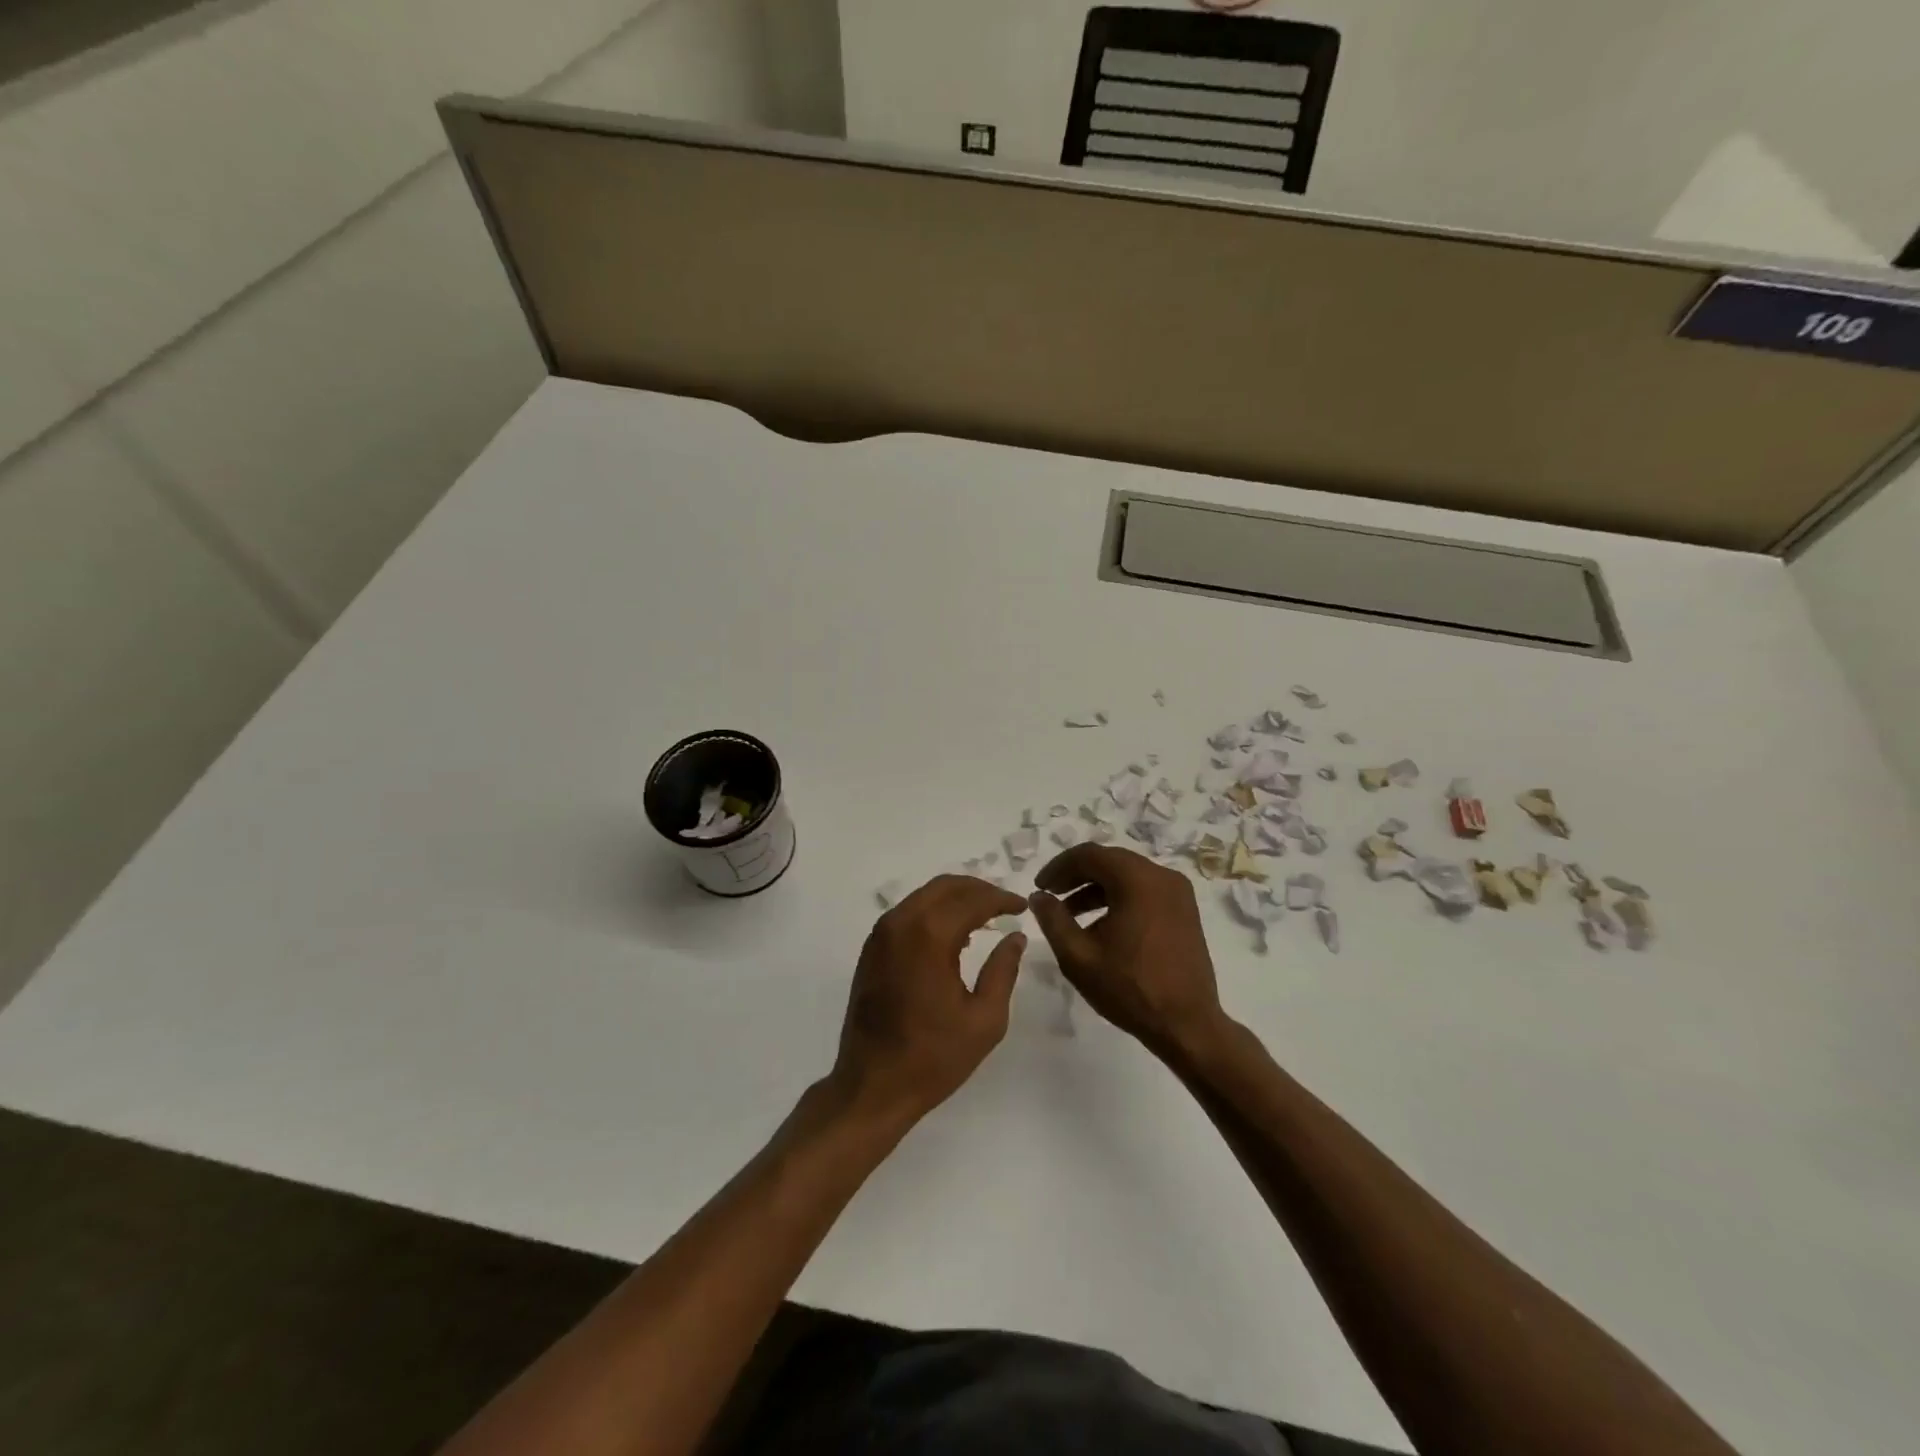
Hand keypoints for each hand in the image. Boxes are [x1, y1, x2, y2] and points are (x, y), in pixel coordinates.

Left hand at [832, 875, 1027, 1124]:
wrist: (872, 1086)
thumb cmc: (933, 1057)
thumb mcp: (984, 1019)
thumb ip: (1003, 970)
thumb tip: (1015, 936)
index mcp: (929, 936)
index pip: (972, 900)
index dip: (1001, 899)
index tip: (1023, 905)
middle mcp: (901, 924)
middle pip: (945, 887)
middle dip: (979, 890)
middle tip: (1005, 905)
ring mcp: (881, 934)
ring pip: (924, 896)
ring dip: (956, 899)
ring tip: (985, 917)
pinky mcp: (871, 948)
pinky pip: (908, 913)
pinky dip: (934, 912)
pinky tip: (954, 934)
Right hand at [1028, 845, 1225, 1056]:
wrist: (1187, 1025)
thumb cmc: (1130, 989)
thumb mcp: (1079, 956)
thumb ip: (1053, 920)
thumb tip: (1039, 896)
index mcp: (1138, 880)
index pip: (1089, 855)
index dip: (1059, 867)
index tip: (1040, 888)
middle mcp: (1162, 876)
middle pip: (1110, 861)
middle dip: (1076, 875)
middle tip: (1052, 896)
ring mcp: (1178, 892)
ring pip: (1127, 875)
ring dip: (1096, 888)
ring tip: (1070, 915)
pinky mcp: (1184, 910)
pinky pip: (1144, 890)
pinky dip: (1119, 898)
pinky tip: (1101, 926)